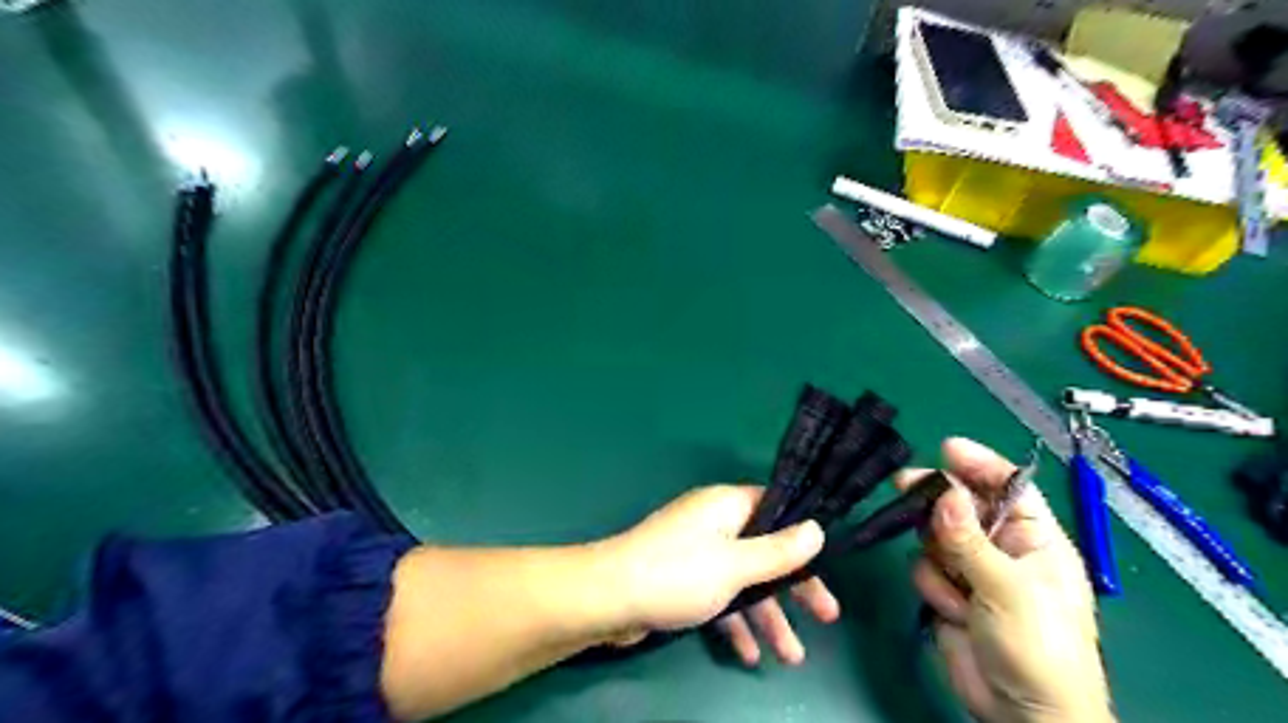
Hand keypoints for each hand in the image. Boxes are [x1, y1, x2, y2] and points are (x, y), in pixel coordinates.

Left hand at [602, 487, 840, 666]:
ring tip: (790, 657)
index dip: (803, 533)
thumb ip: (778, 551)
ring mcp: (697, 552)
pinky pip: (719, 596)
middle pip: (764, 550)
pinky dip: (734, 621)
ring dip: (766, 616)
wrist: (608, 599)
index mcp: (726, 505)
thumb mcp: (736, 564)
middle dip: (793, 588)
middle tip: (827, 617)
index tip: (829, 560)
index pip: (775, 508)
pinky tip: (747, 654)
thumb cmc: (677, 574)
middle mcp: (714, 523)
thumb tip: (817, 529)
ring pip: (743, 580)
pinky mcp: (682, 579)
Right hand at [905, 441, 1119, 722]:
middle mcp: (1001, 548)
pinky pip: (925, 568)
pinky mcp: (947, 592)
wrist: (1021, 714)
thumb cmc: (1039, 648)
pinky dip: (933, 586)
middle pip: (962, 505)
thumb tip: (944, 494)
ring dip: (939, 559)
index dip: (981, 465)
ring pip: (935, 536)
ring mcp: (972, 570)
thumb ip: (969, 540)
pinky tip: (953, 611)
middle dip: (938, 500)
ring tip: (958, 591)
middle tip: (904, 484)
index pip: (1009, 488)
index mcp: (1034, 540)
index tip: (946, 449)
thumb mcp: (1009, 589)